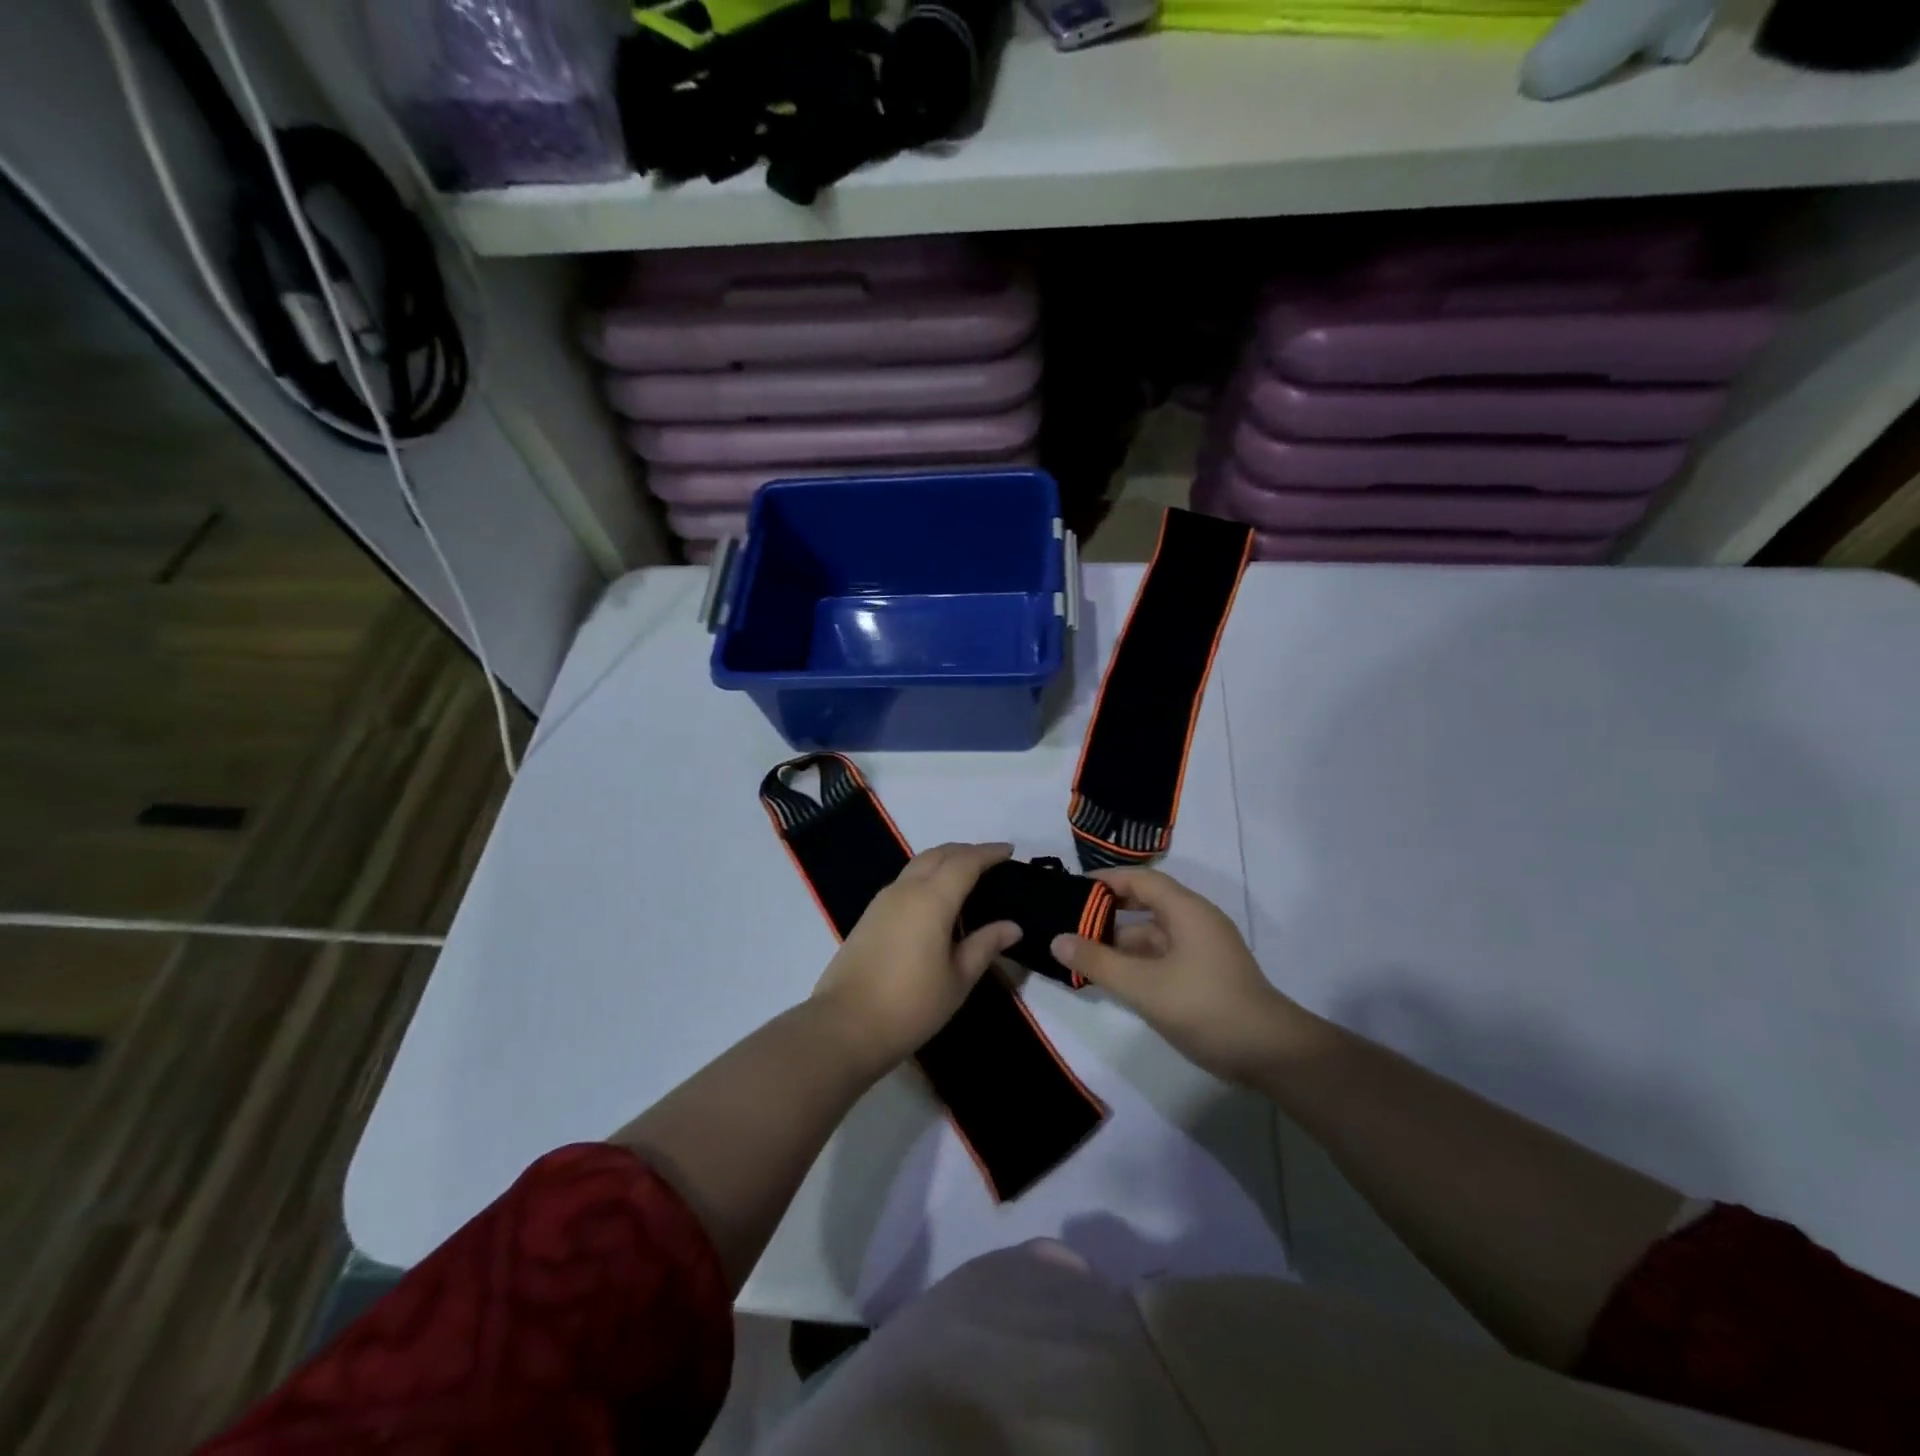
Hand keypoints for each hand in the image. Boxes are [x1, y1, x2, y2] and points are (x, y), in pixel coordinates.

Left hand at [812, 842, 1021, 1069]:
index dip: (989, 853)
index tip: (1010, 850)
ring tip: (966, 876)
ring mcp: (883, 900)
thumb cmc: (911, 1004)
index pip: (965, 862)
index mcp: (932, 899)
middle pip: (938, 854)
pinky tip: (937, 899)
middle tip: (991, 861)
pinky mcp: (870, 915)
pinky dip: (927, 876)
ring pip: (918, 864)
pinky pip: (905, 880)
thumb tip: (1013, 926)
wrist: (846, 1025)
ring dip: (944, 861)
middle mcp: (906, 889)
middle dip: (966, 851)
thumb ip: (985, 945)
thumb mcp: (958, 978)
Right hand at [1051, 868, 1318, 1085]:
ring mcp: (1203, 949)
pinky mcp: (1205, 974)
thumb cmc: (1205, 1007)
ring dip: (1120, 942)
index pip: (1140, 880)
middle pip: (1146, 904)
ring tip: (1082, 954)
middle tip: (1070, 922)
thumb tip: (1057, 940)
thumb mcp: (1143, 986)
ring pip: (1153, 934)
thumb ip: (1098, 962)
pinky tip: (1114, 979)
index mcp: (1186, 910)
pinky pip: (1163, 956)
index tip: (1071, 890)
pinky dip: (1137, 962)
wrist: (1269, 1053)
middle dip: (1108, 912)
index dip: (1106, 880)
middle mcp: (1196, 921)